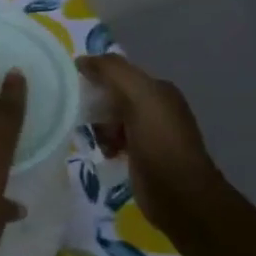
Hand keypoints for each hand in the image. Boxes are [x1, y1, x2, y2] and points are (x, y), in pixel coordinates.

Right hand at [78, 53, 223, 229]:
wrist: (179, 194)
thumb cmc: (159, 142)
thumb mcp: (138, 97)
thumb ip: (112, 72)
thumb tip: (82, 60)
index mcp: (159, 90)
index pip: (119, 73)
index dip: (97, 78)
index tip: (75, 90)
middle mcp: (156, 108)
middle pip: (112, 96)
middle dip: (96, 106)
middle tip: (86, 119)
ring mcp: (150, 133)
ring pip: (110, 120)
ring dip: (99, 128)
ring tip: (99, 141)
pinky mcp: (141, 156)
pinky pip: (114, 141)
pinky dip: (105, 144)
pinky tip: (105, 153)